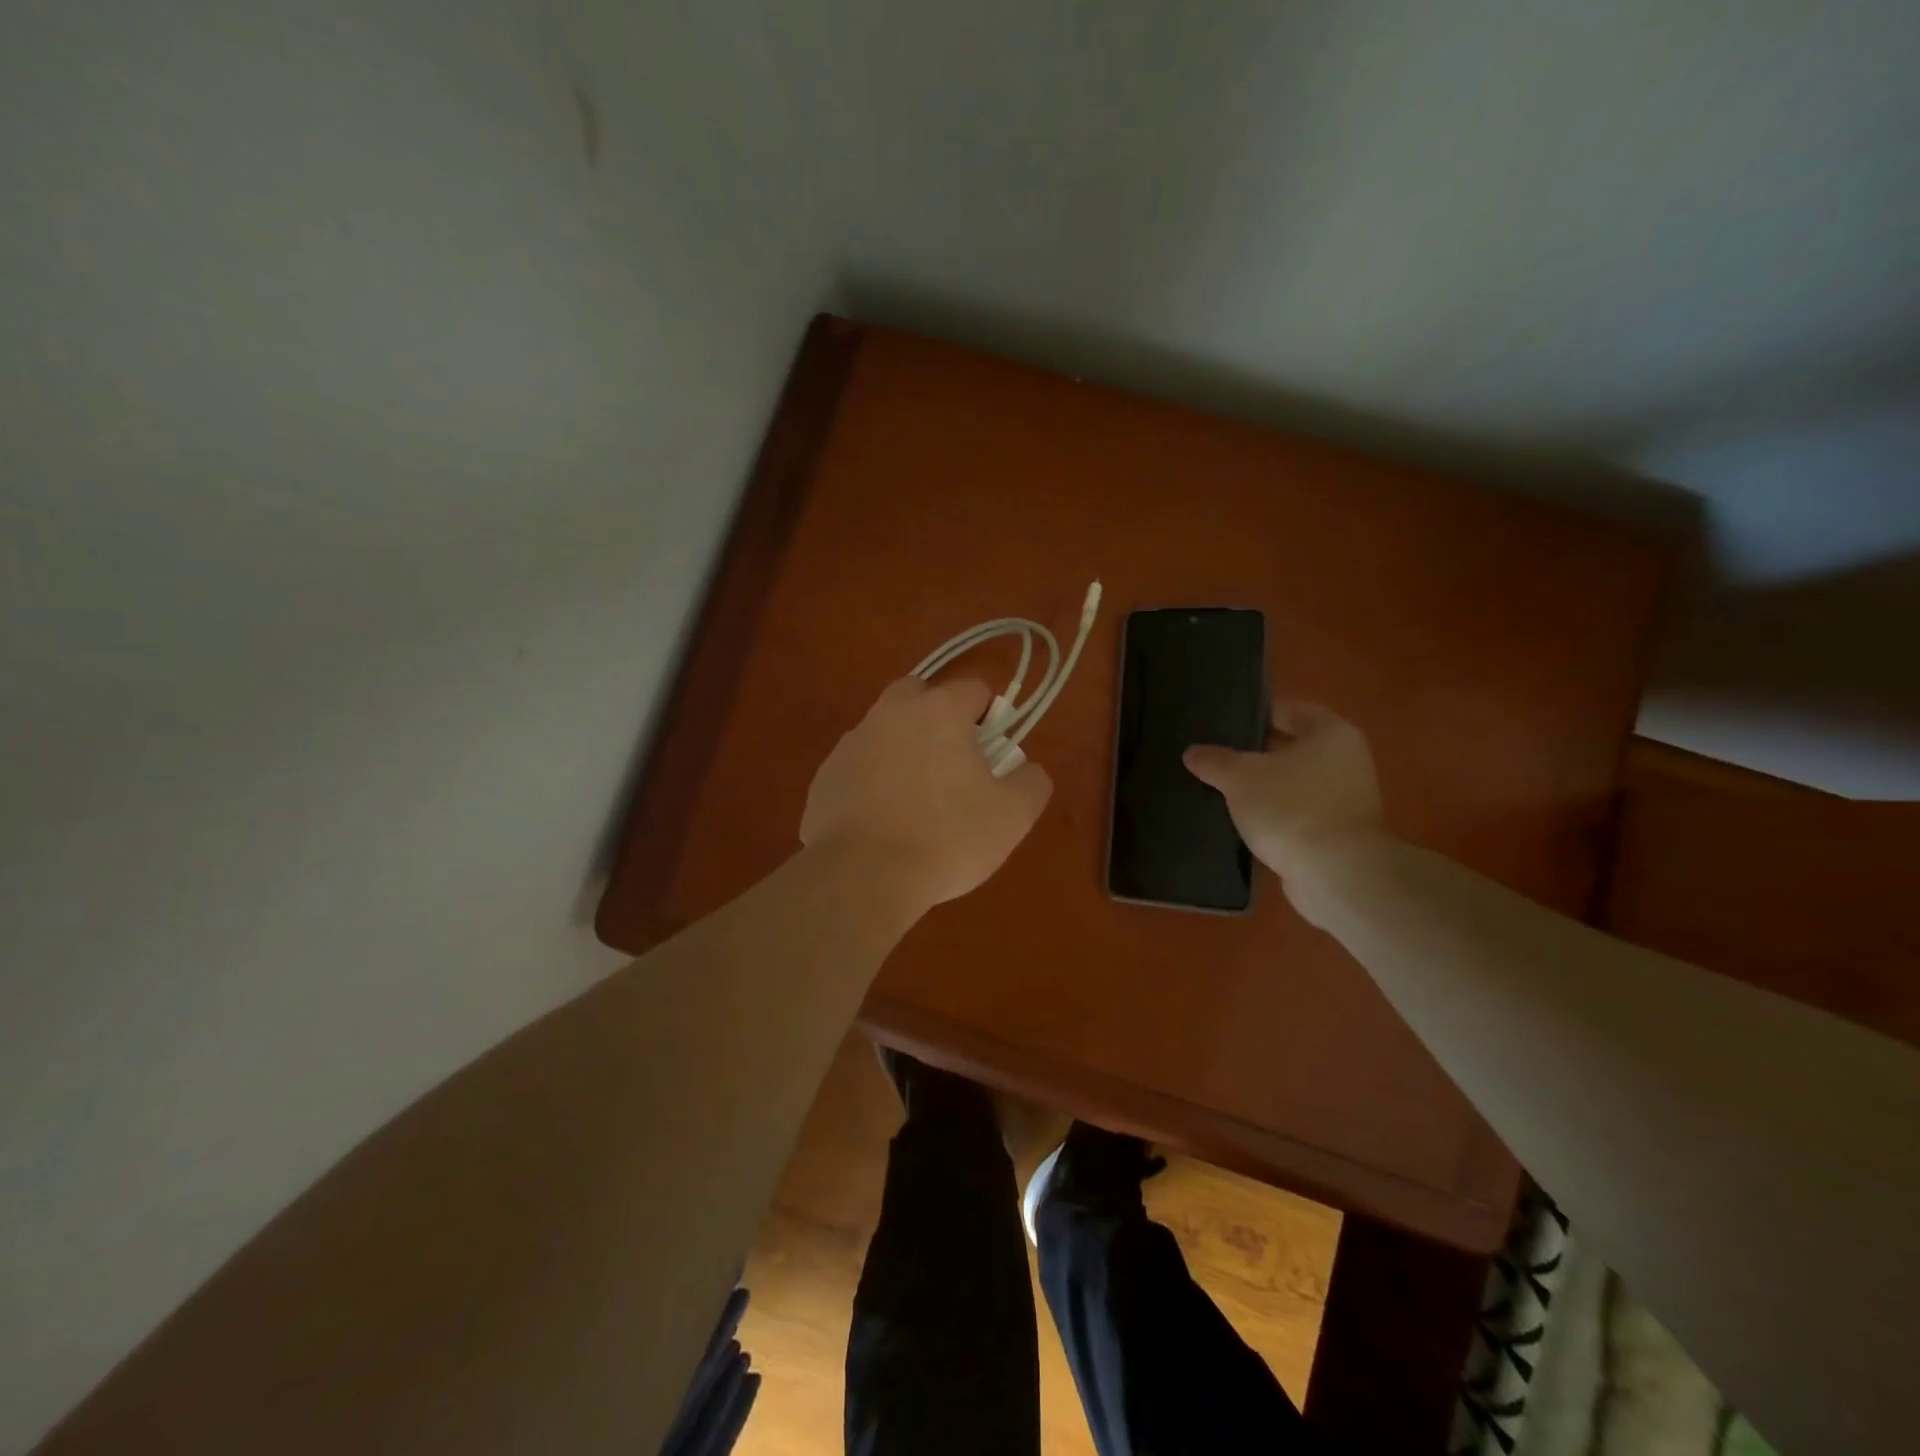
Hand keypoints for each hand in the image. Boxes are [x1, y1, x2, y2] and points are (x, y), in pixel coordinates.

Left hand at [801, 677, 1053, 910]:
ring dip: (903, 749)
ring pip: (885, 730)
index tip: (992, 754)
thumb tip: (1027, 769)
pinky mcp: (824, 777)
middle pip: (919, 695)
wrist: (862, 876)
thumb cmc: (947, 837)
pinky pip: (858, 767)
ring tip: (915, 802)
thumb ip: (1031, 782)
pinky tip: (882, 822)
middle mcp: (890, 713)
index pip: (973, 689)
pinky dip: (872, 782)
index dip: (990, 717)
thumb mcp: (1012, 816)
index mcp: (938, 711)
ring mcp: (851, 743)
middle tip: (953, 765)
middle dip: (938, 717)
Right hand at [1183, 702, 1383, 879]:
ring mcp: (1346, 799)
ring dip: (1263, 788)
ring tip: (1222, 792)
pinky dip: (1274, 815)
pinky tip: (1243, 823)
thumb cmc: (1291, 808)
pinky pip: (1298, 812)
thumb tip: (1193, 752)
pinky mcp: (1338, 832)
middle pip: (1290, 747)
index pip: (1287, 710)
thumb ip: (1214, 761)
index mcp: (1331, 733)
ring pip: (1292, 782)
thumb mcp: (1240, 778)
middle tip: (1215, 760)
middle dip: (1253, 754)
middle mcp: (1346, 760)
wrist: (1335, 874)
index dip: (1253, 715)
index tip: (1220, 727)